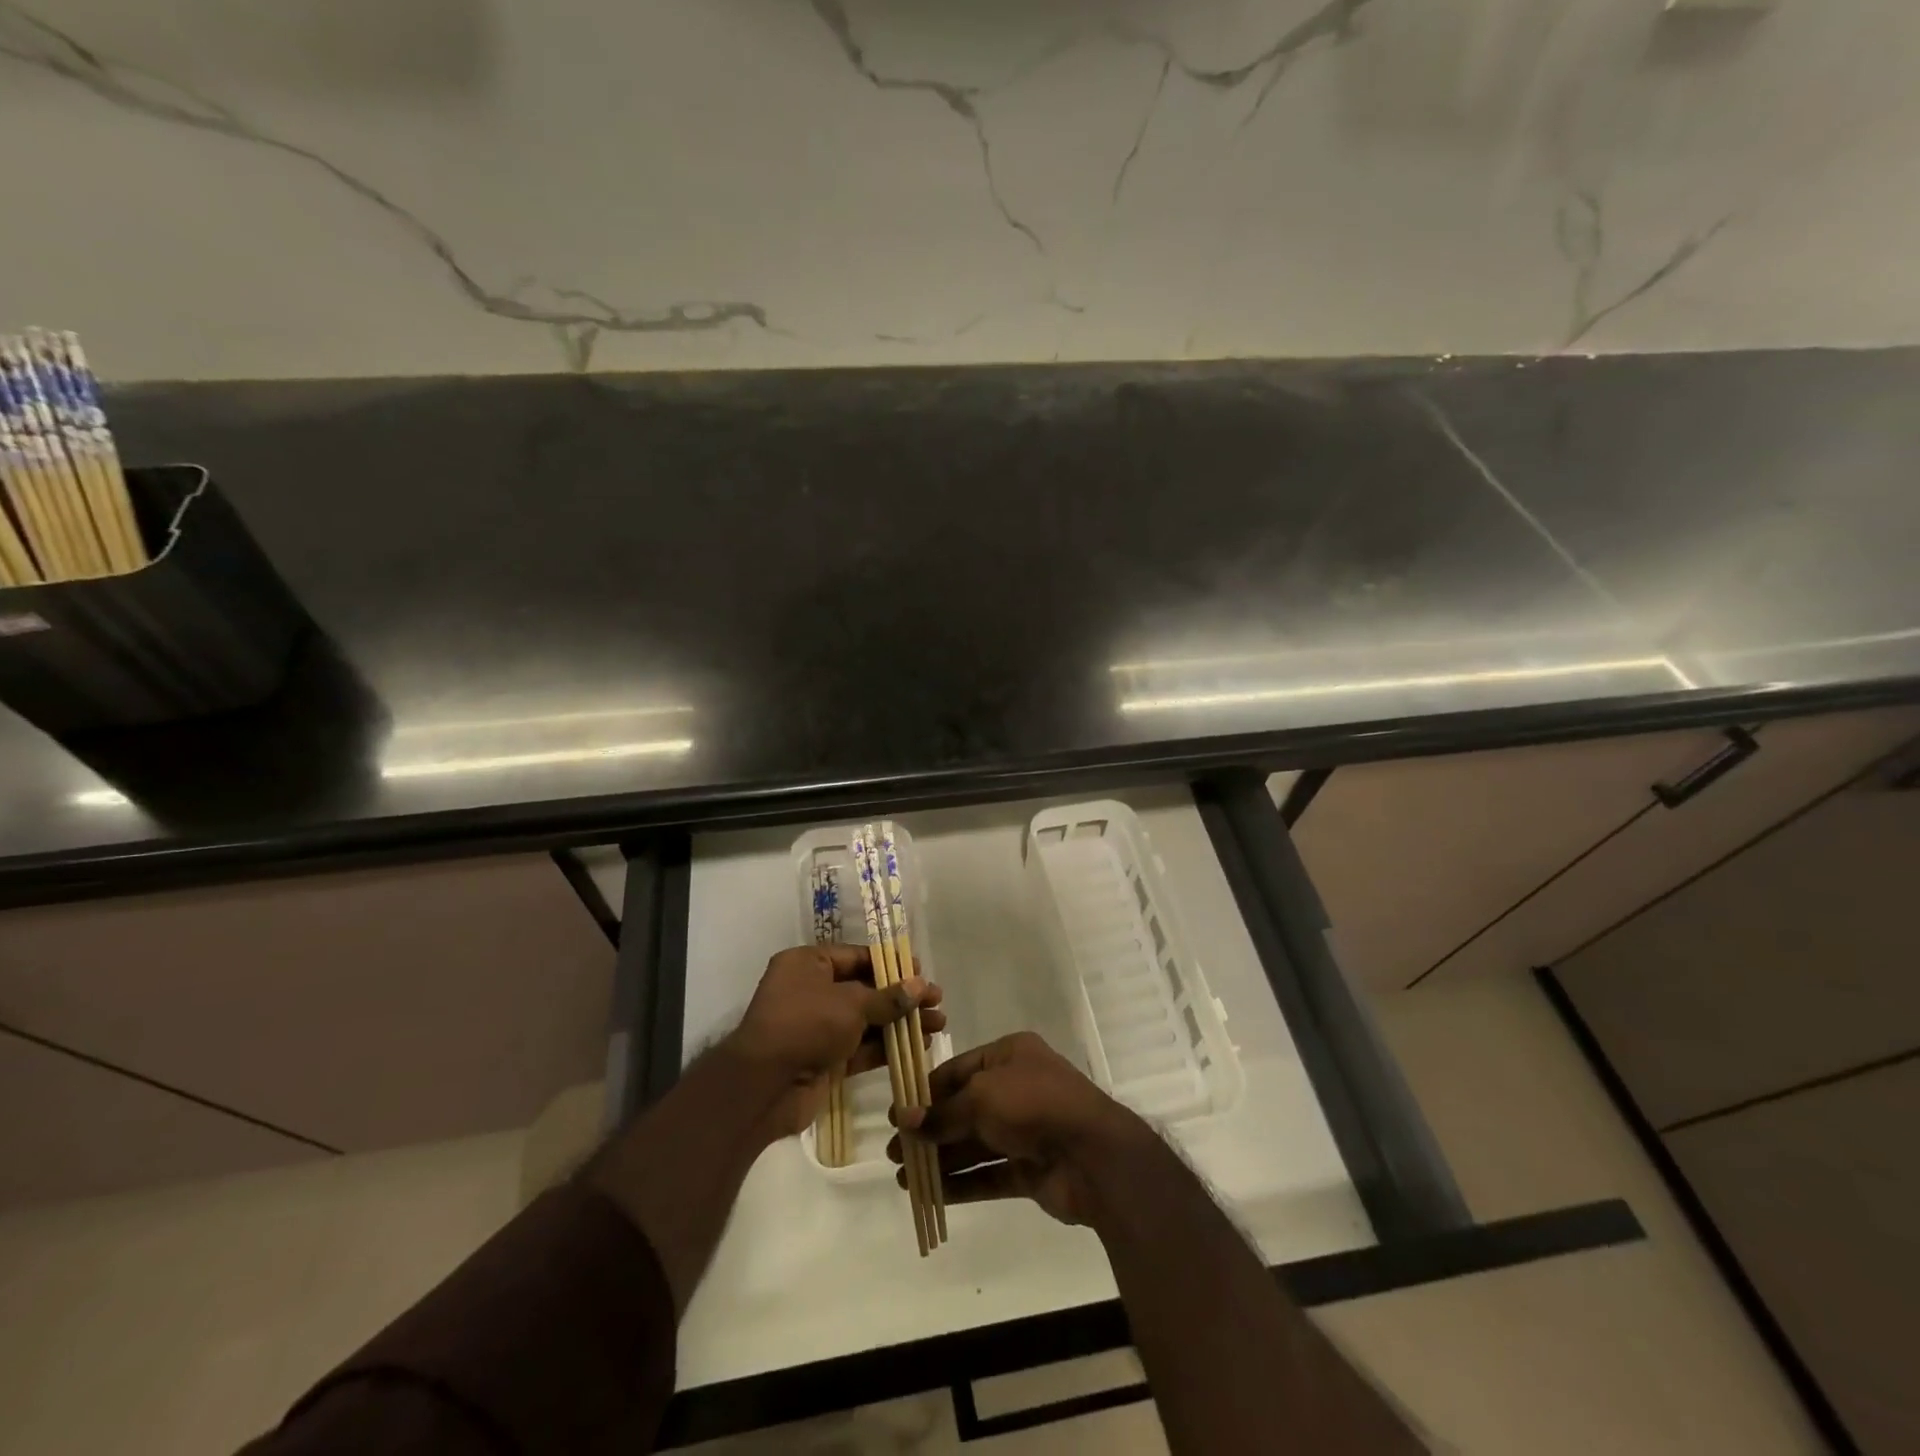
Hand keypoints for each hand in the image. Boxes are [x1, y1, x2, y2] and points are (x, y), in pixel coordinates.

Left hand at [727, 944, 944, 1136]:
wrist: (763, 1087)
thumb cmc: (805, 1025)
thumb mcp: (850, 1004)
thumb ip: (888, 997)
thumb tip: (920, 986)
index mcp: (808, 964)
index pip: (856, 957)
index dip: (890, 964)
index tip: (921, 971)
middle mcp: (811, 991)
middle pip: (865, 989)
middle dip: (902, 997)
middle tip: (937, 1002)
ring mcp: (817, 1027)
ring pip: (866, 1020)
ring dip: (900, 1023)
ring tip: (938, 1025)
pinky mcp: (824, 1059)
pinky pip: (860, 1047)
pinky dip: (886, 1047)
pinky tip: (918, 1047)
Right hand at [887, 1031, 1148, 1226]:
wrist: (1093, 1155)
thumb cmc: (1033, 1105)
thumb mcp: (981, 1098)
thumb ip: (942, 1112)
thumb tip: (904, 1120)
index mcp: (1010, 1056)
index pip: (959, 1070)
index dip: (927, 1091)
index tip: (897, 1113)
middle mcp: (1017, 1088)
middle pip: (964, 1108)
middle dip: (930, 1129)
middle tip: (894, 1150)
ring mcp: (1025, 1130)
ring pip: (974, 1144)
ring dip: (940, 1159)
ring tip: (903, 1176)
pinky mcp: (1030, 1169)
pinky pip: (988, 1174)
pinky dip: (961, 1183)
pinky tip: (930, 1194)